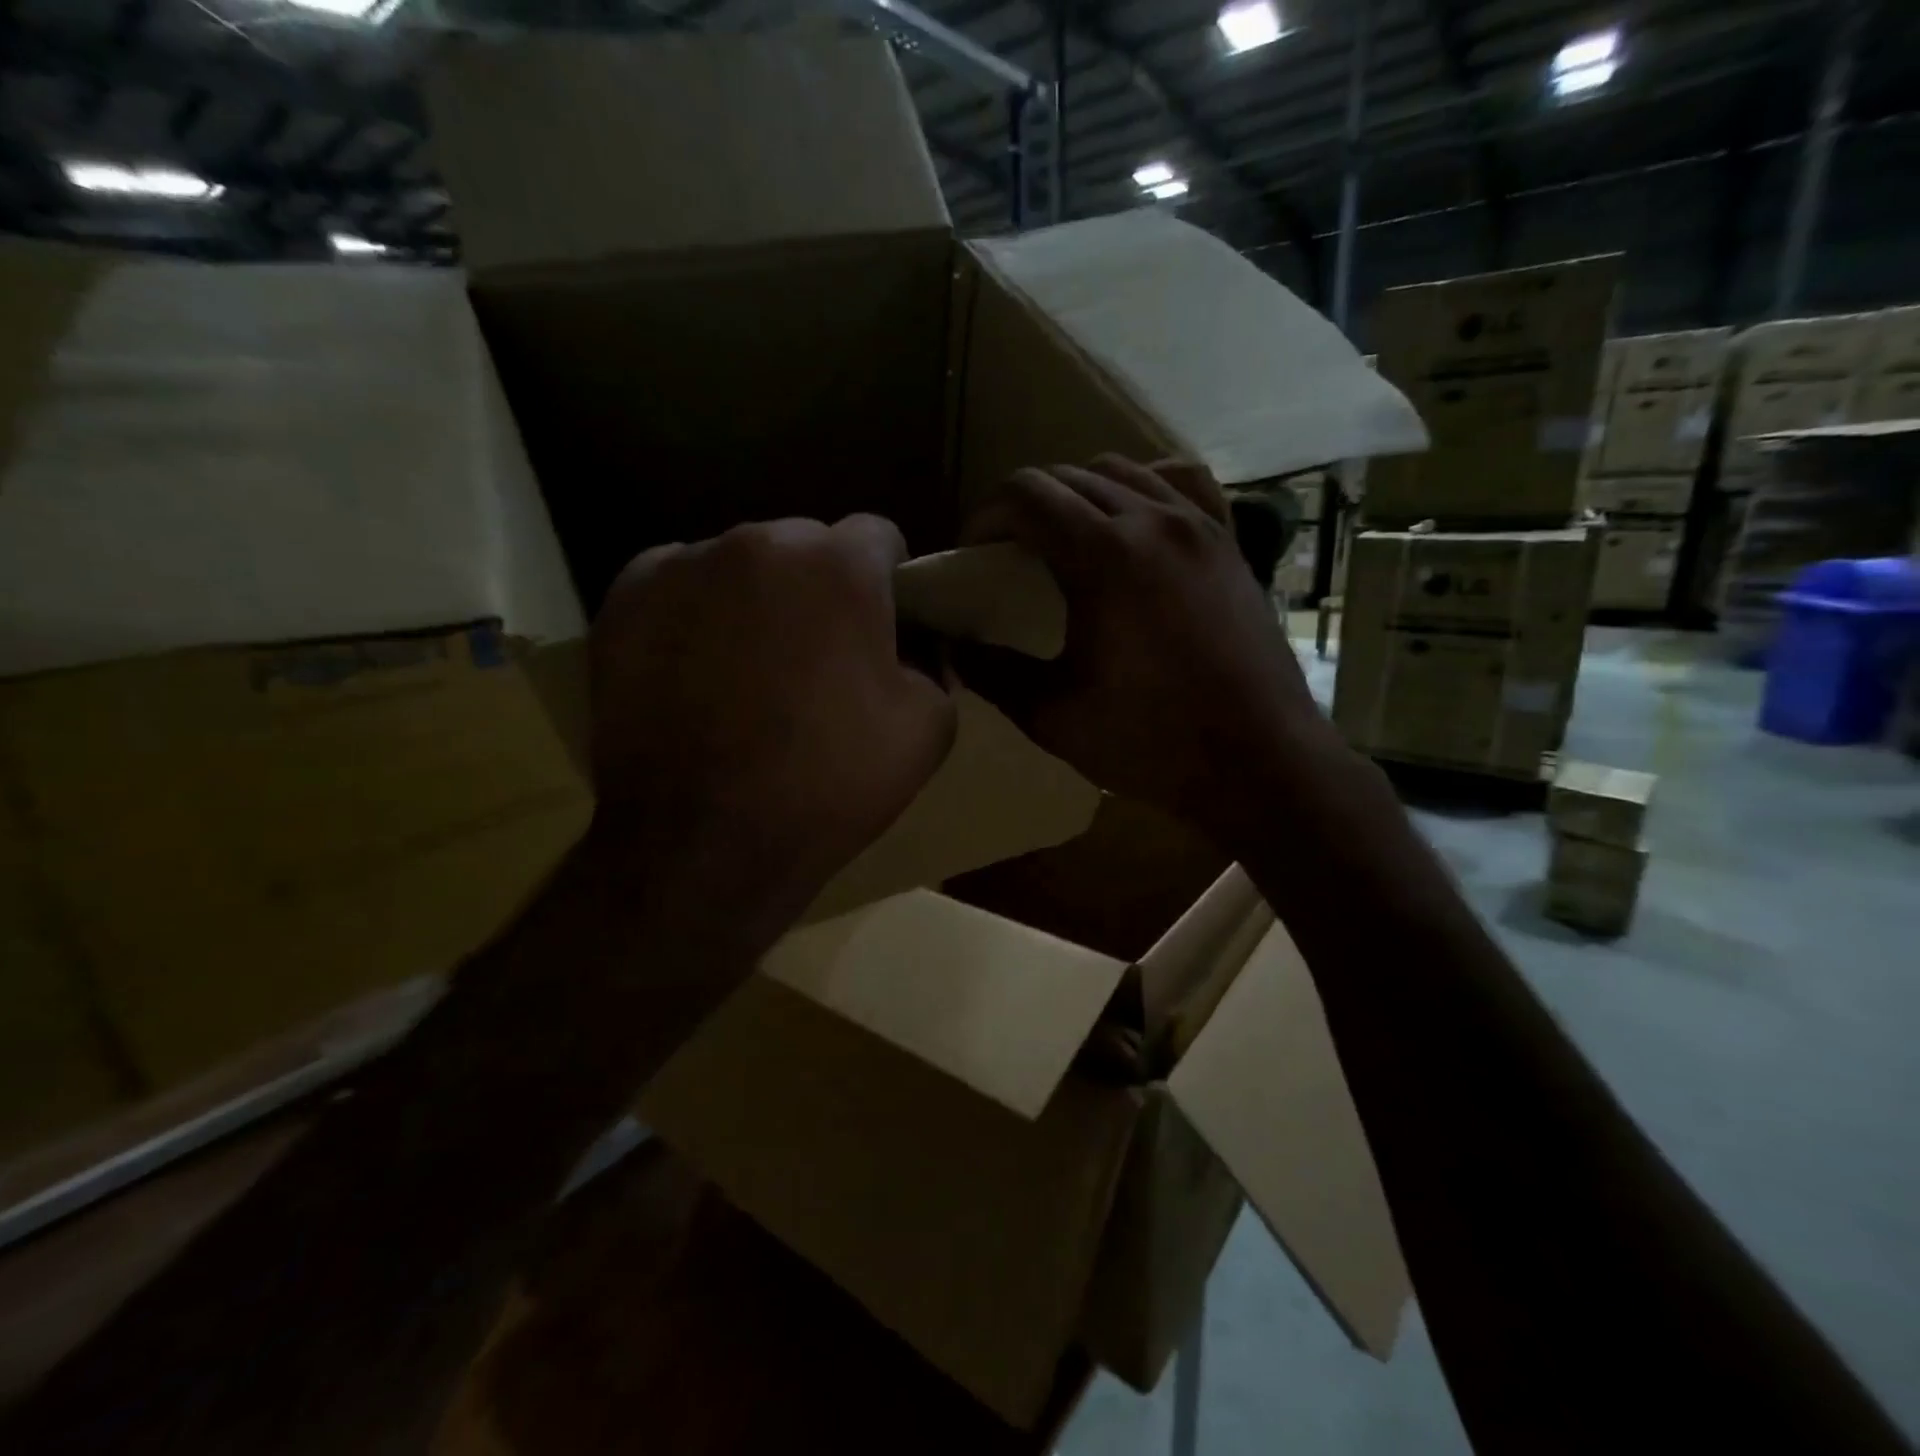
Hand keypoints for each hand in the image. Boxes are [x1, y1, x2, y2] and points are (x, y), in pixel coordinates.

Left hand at [586, 516, 955, 936]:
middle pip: (806, 546)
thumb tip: (912, 649)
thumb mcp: (927, 730)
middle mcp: (760, 543)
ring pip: (741, 564)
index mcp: (840, 566)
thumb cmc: (828, 784)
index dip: (887, 580)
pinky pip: (680, 585)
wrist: (705, 845)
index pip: (878, 537)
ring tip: (750, 669)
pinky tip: (697, 669)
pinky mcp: (625, 600)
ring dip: (757, 599)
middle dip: (820, 587)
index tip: (880, 625)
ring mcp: (684, 566)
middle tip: (817, 656)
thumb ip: (933, 666)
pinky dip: (697, 613)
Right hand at [957, 456, 1346, 853]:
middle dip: (1024, 507)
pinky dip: (1143, 487)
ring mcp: (1198, 525)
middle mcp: (1152, 520)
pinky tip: (1134, 522)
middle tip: (1009, 556)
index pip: (1026, 494)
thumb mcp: (1053, 716)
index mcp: (1104, 557)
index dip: (985, 517)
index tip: (974, 555)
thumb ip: (993, 674)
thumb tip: (953, 649)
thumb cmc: (1152, 742)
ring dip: (1078, 493)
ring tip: (1065, 541)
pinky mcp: (1228, 542)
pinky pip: (1180, 482)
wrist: (1259, 759)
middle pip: (1067, 477)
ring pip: (1121, 470)